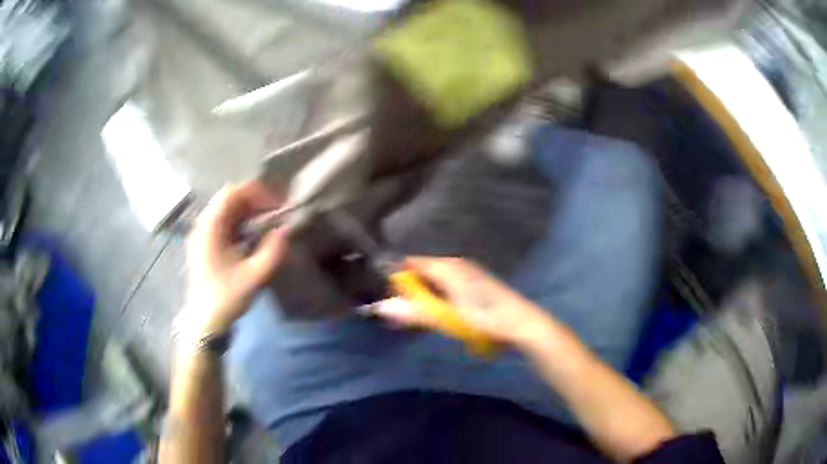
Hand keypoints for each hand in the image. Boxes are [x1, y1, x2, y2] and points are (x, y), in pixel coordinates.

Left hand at [180, 181, 288, 338]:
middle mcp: (204, 224)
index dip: (258, 192)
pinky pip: (225, 223)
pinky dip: (242, 222)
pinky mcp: (207, 244)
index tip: (278, 205)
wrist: (204, 321)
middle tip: (277, 212)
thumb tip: (286, 229)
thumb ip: (273, 251)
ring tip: (270, 222)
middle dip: (256, 201)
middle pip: (230, 198)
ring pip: (228, 210)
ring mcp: (204, 234)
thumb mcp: (254, 276)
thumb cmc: (226, 297)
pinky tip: (255, 235)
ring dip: (250, 211)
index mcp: (211, 227)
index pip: (233, 192)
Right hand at [374, 257, 556, 347]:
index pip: (411, 263)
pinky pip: (445, 288)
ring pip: (433, 282)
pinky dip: (436, 300)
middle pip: (422, 273)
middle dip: (408, 292)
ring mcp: (465, 274)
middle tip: (398, 316)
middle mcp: (455, 265)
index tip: (385, 297)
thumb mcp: (448, 316)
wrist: (521, 323)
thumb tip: (380, 307)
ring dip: (422, 299)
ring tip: (415, 319)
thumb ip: (415, 311)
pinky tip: (437, 315)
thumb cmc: (485, 317)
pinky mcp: (473, 285)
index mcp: (448, 266)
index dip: (396, 279)